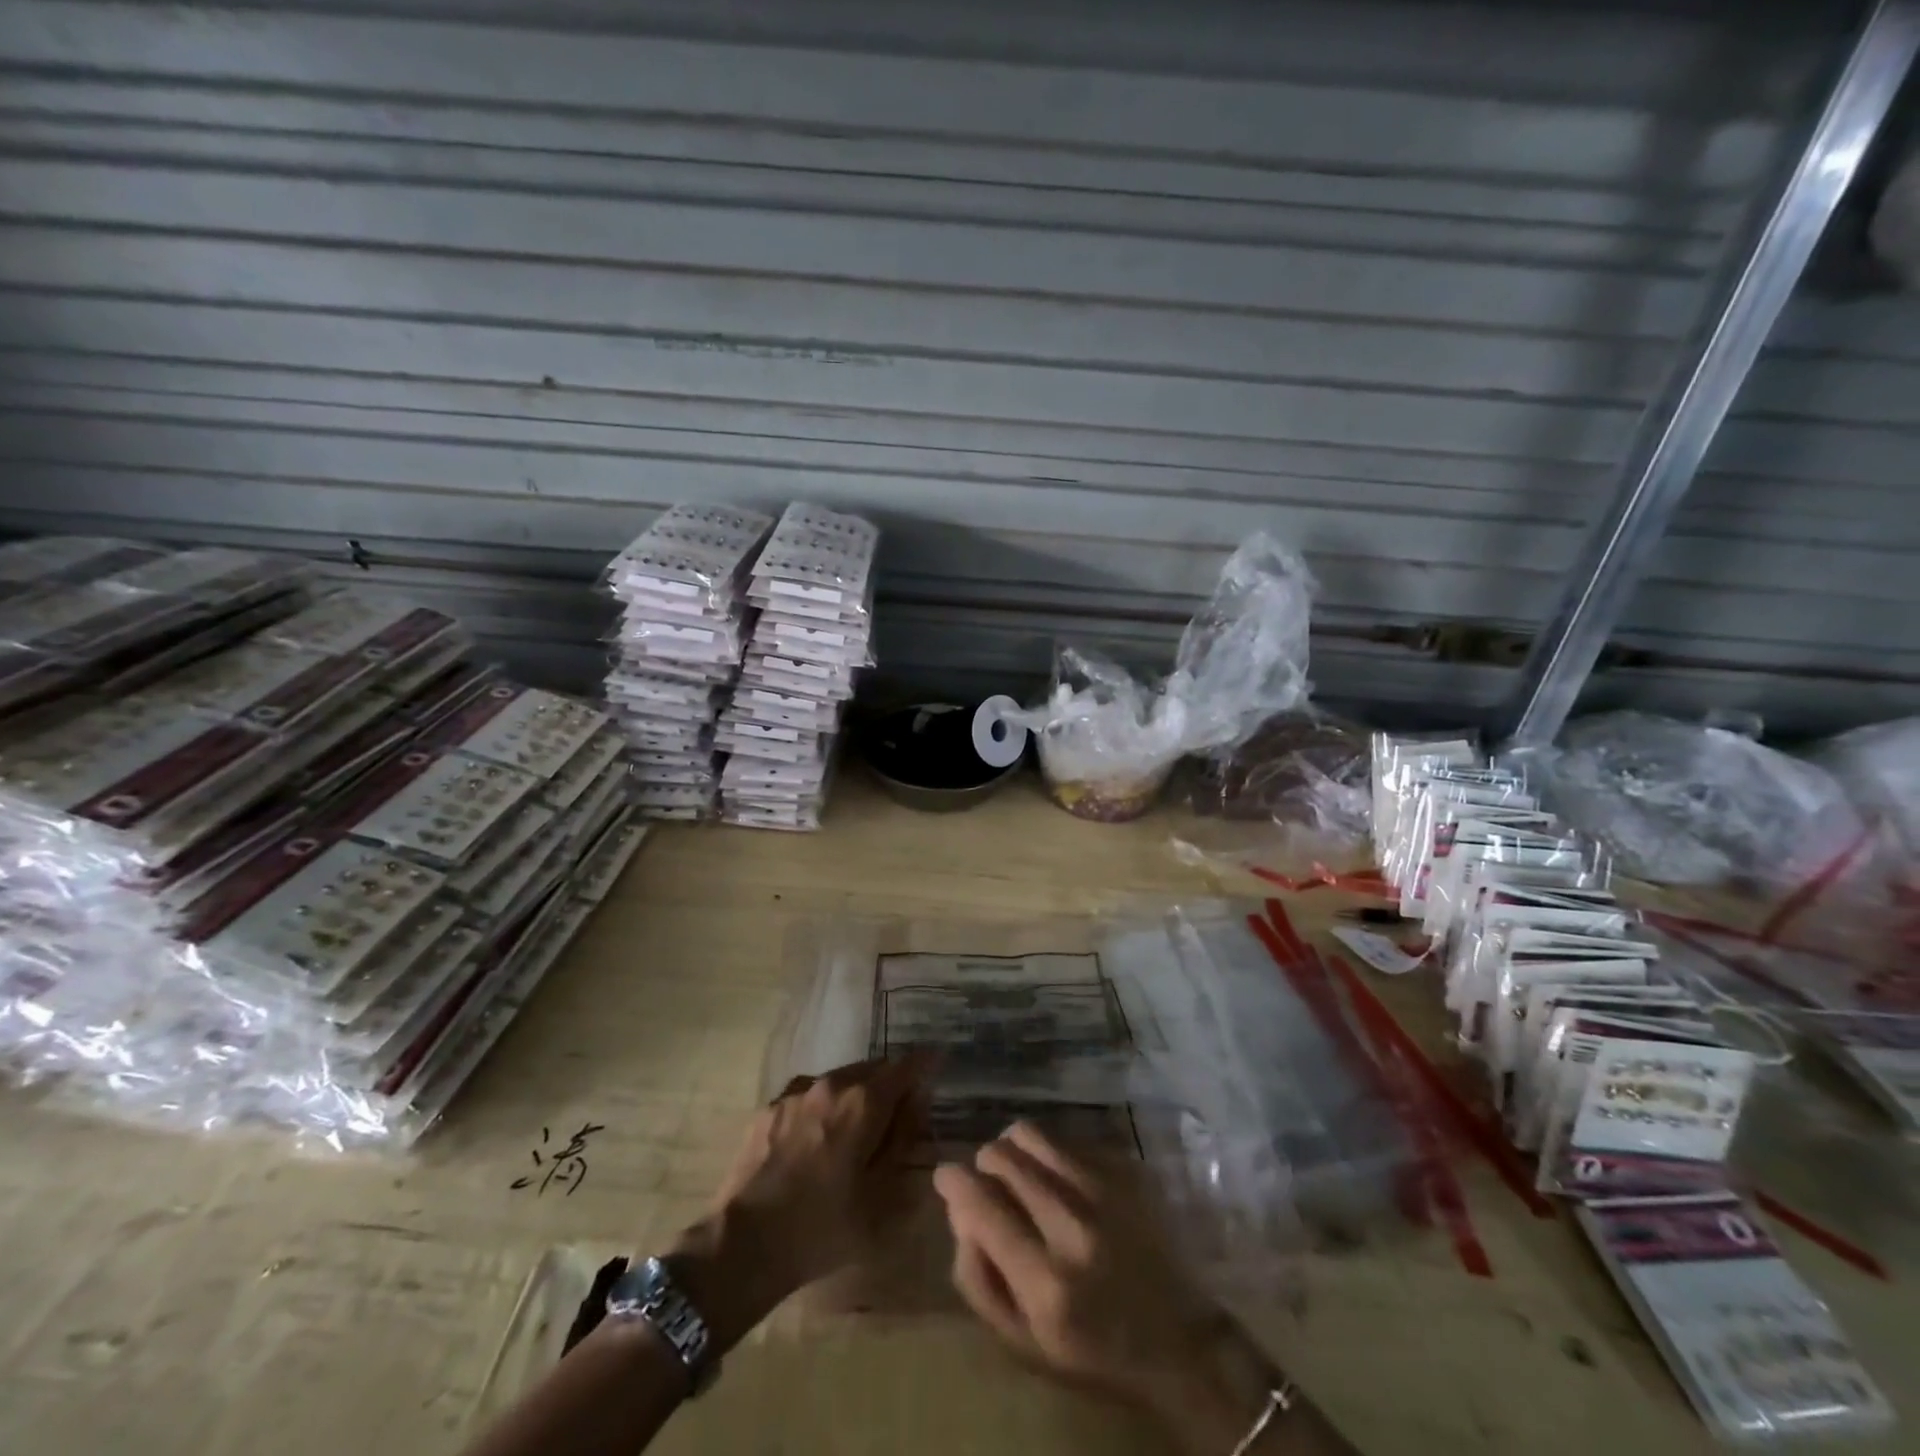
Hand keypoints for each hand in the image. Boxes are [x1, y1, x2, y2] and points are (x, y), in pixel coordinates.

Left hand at [668, 1055, 929, 1350]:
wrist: (743, 1244)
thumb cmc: (822, 1227)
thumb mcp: (881, 1197)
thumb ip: (903, 1142)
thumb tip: (917, 1105)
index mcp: (863, 1101)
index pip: (906, 1066)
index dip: (926, 1064)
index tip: (938, 1063)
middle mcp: (831, 1083)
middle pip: (872, 1069)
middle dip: (890, 1083)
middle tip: (901, 1110)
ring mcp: (795, 1093)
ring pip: (839, 1080)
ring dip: (856, 1094)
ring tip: (859, 1126)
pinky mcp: (769, 1108)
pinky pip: (809, 1096)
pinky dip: (825, 1106)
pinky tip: (819, 1138)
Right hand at [936, 1124, 1322, 1455]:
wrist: (1181, 1340)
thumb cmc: (1094, 1350)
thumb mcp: (1023, 1343)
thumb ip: (978, 1277)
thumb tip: (958, 1209)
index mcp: (1047, 1283)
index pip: (981, 1206)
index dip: (953, 1181)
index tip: (945, 1175)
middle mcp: (1075, 1226)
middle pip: (1003, 1157)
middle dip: (986, 1165)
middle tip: (992, 1185)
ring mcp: (1106, 1190)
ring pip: (1032, 1134)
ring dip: (1015, 1149)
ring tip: (1023, 1174)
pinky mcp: (1127, 1169)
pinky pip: (1067, 1138)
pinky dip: (1052, 1154)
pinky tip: (1064, 1182)